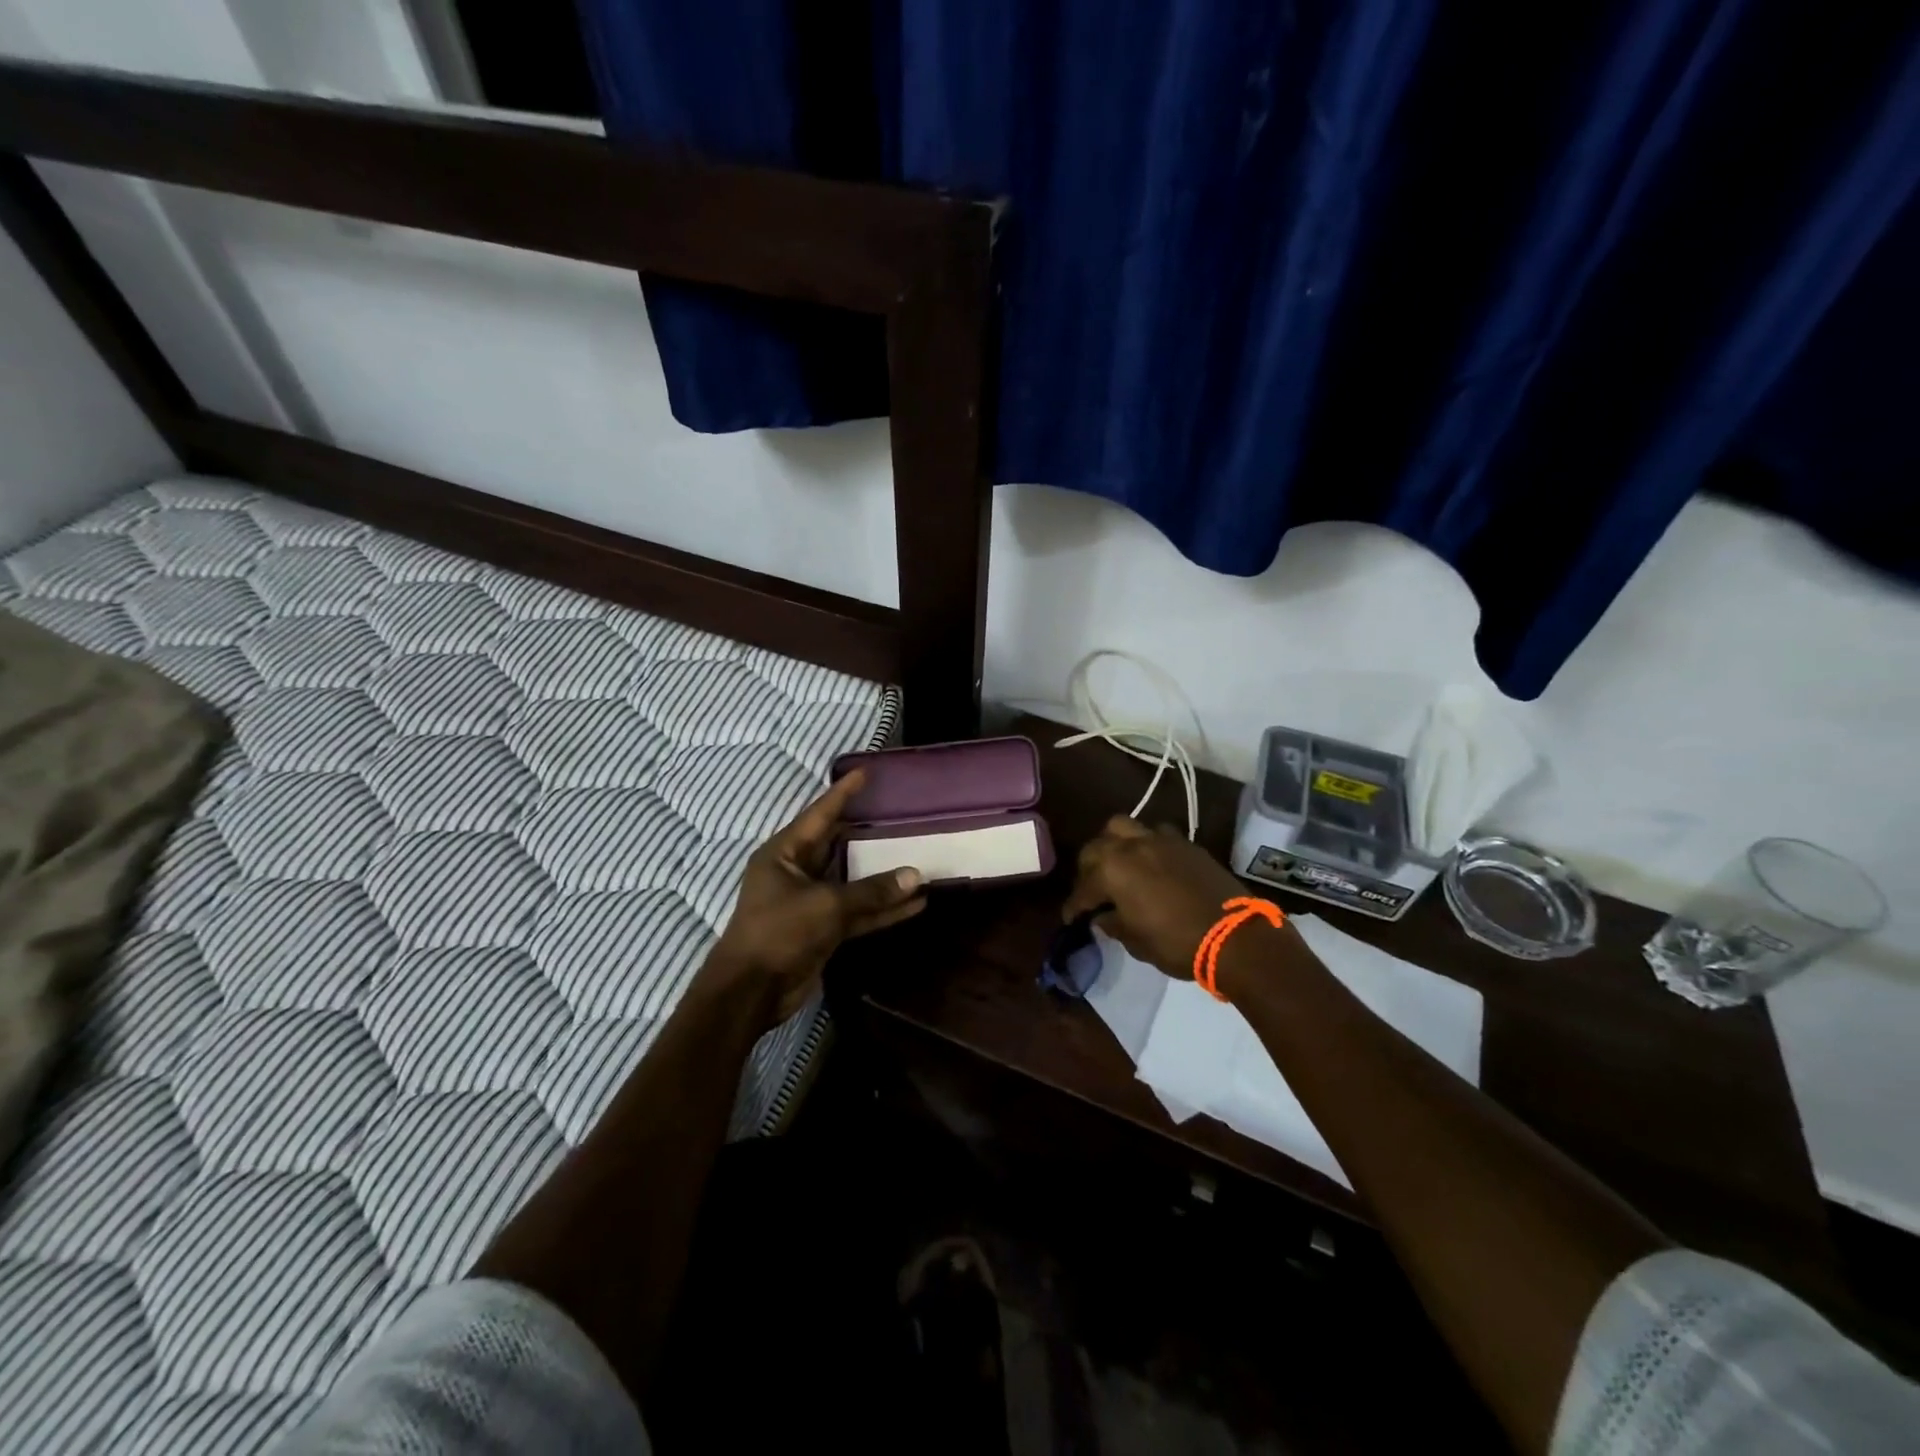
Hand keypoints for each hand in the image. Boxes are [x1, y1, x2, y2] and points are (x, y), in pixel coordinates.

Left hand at [709, 770, 926, 1024]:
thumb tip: (915, 876)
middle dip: (869, 835)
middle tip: (901, 817)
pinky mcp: (822, 930)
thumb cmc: (779, 932)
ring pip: (853, 883)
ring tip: (919, 862)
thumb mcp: (826, 904)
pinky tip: (914, 905)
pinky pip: (858, 913)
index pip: (819, 814)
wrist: (751, 991)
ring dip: (883, 879)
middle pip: (839, 847)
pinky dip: (882, 910)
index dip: (843, 793)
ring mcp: (810, 902)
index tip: (866, 773)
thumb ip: (871, 890)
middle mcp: (796, 872)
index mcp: (784, 853)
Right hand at [1061, 816, 1254, 979]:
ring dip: (1114, 844)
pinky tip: (1151, 864)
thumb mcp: (1137, 942)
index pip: (1082, 888)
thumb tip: (1102, 917)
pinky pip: (1155, 834)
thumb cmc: (1177, 943)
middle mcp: (1131, 846)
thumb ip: (1113, 924)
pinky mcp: (1185, 843)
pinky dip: (1146, 845)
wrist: (1235, 936)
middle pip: (1096, 847)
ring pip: (1124, 827)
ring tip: (1118, 864)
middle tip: (1092, 890)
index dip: (1074, 906)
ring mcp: (1160, 840)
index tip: (1071, 918)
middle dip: (1088, 869)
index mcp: (1112, 870)